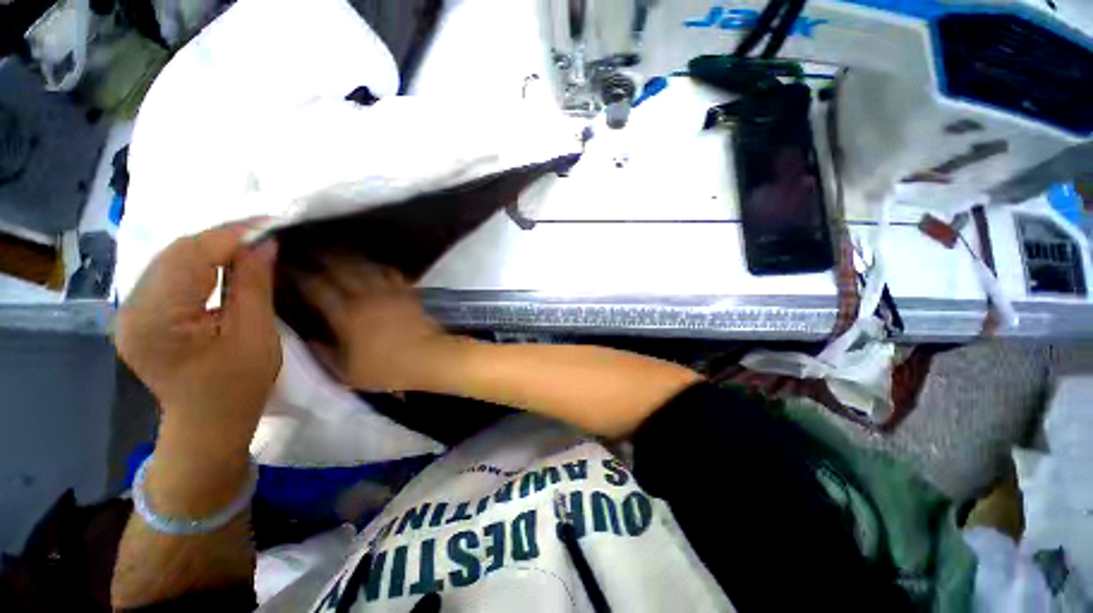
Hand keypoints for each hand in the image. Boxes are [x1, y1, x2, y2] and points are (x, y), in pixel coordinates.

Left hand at [116, 221, 281, 445]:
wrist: (208, 423)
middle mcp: (132, 309)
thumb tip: (264, 243)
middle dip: (221, 238)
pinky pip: (168, 274)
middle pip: (175, 253)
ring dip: (211, 248)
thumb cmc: (238, 386)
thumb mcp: (255, 335)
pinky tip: (222, 263)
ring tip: (248, 246)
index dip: (231, 235)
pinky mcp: (138, 314)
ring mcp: (130, 311)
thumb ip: (253, 285)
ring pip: (170, 259)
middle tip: (263, 234)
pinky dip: (198, 262)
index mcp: (158, 319)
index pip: (191, 256)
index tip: (270, 223)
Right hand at [295, 254, 456, 392]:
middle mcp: (366, 298)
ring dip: (351, 257)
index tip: (291, 269)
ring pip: (366, 267)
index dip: (302, 277)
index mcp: (346, 316)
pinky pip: (391, 273)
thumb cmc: (387, 369)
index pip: (318, 289)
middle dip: (323, 258)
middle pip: (341, 270)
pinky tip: (375, 264)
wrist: (428, 356)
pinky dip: (380, 266)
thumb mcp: (348, 373)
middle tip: (312, 251)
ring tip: (339, 250)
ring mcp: (389, 293)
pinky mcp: (408, 293)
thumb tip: (310, 339)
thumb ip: (325, 355)